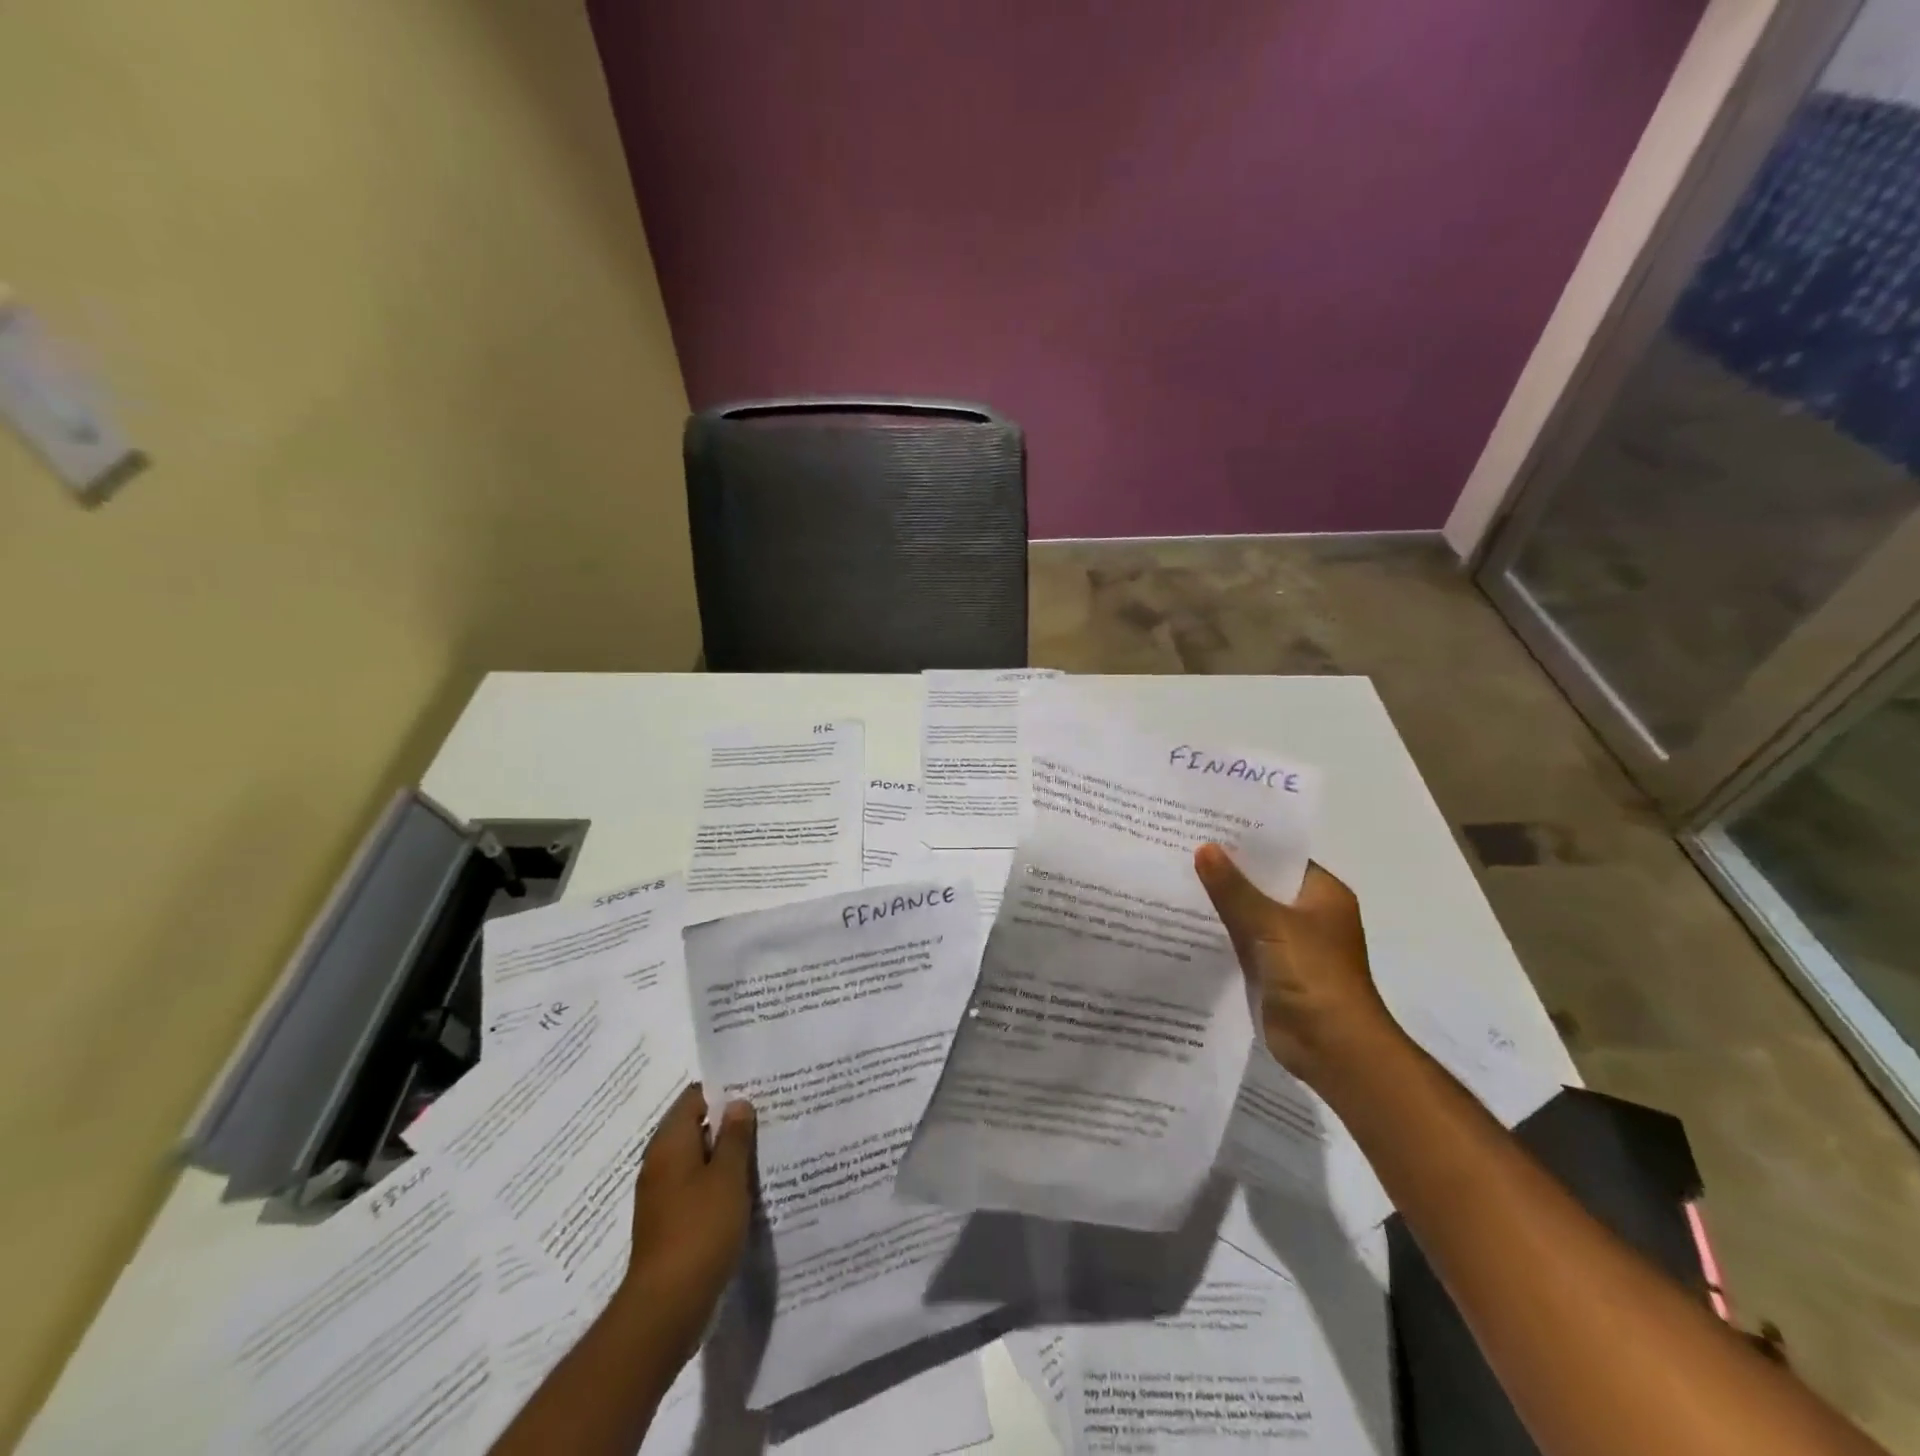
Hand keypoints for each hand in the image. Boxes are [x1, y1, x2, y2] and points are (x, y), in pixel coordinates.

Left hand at [618, 1083, 755, 1367]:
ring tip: (763, 1152)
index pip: (695, 1098)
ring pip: (698, 1160)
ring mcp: (662, 1195)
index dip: (725, 1091)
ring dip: (725, 1156)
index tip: (756, 1091)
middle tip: (767, 1119)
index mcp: (670, 1143)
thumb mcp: (727, 1178)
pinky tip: (746, 1191)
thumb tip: (737, 1103)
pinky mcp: (669, 1223)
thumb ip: (735, 1137)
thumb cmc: (699, 1231)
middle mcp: (660, 1163)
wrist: (666, 1308)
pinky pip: (696, 1188)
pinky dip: (718, 1184)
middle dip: (729, 1124)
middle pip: (696, 1127)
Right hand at [1194, 845, 1396, 1087]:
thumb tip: (1204, 848)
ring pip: (1247, 912)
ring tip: (1172, 874)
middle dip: (1225, 869)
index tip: (1206, 825)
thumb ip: (1234, 888)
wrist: (1333, 1048)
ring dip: (1218, 901)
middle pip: (1261, 883)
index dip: (1246, 841)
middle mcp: (1307, 914)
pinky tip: (1180, 918)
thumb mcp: (1271, 925)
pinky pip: (1238, 939)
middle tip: (1179, 845)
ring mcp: (1287, 943)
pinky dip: (1217, 931)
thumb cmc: (1314, 976)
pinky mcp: (1269, 968)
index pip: (1280, 856)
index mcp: (1322, 893)